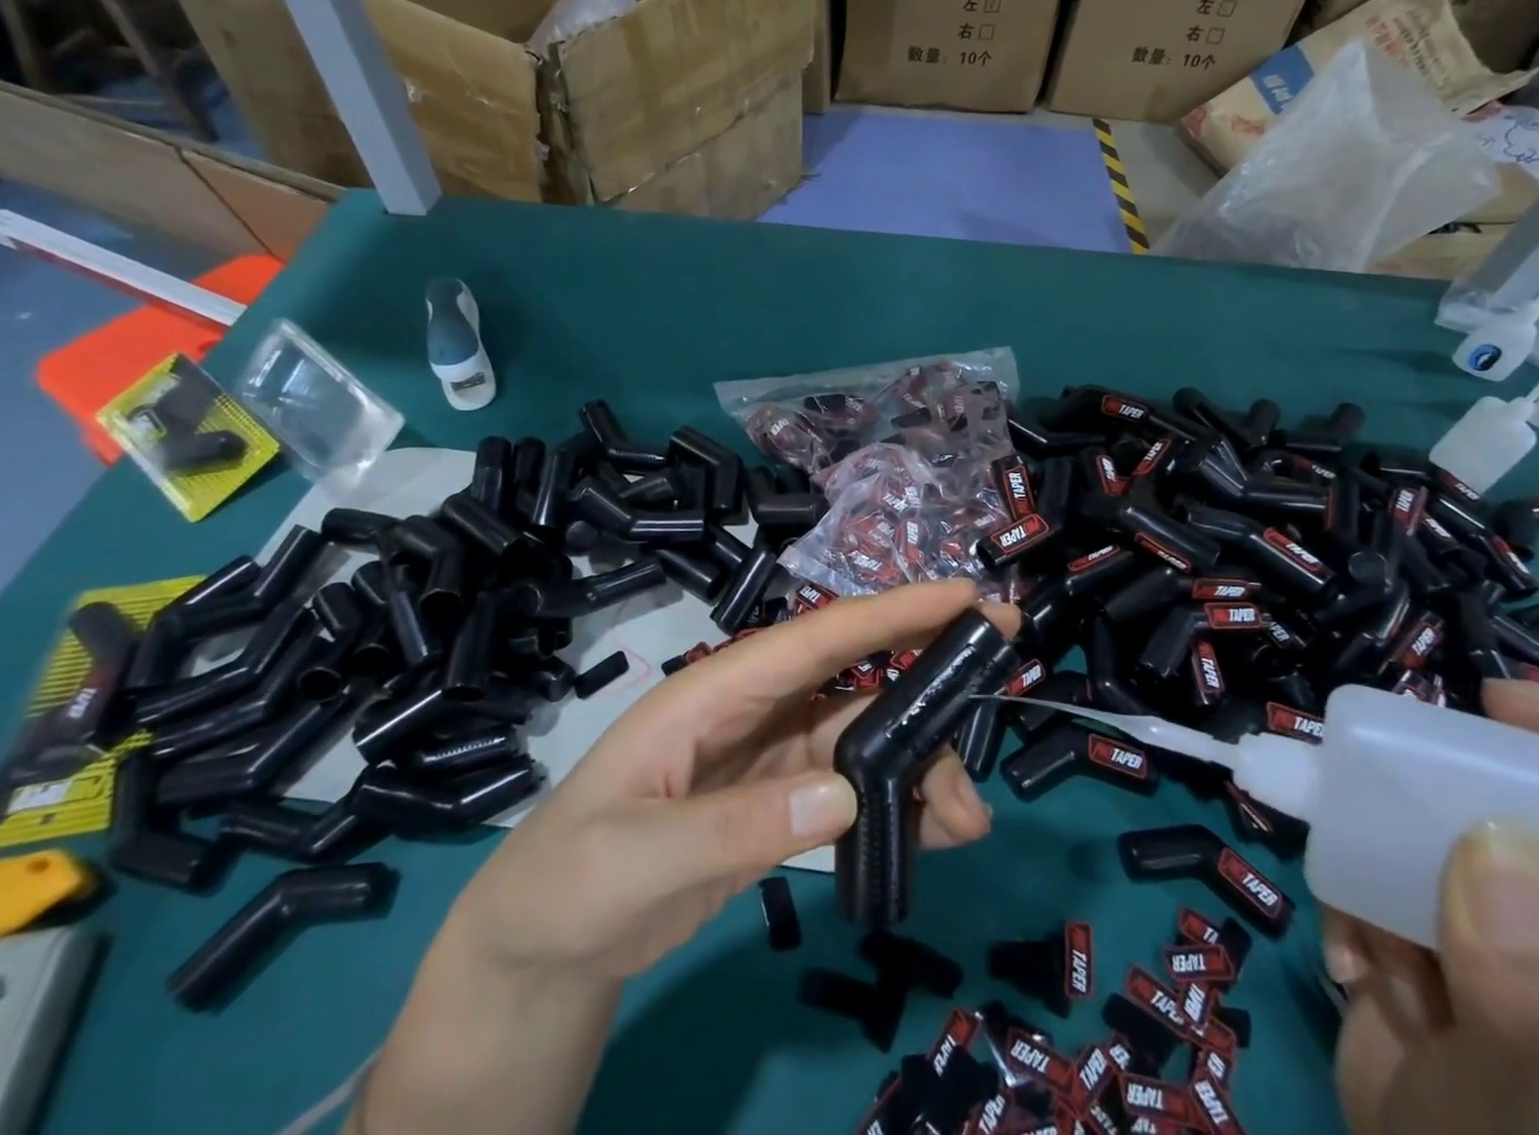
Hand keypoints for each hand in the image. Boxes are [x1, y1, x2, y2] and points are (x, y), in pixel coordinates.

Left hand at [455, 579, 1012, 983]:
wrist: (541, 943)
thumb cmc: (570, 879)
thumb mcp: (638, 857)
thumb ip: (738, 824)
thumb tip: (849, 791)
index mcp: (715, 690)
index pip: (815, 637)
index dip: (890, 611)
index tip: (962, 595)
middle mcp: (752, 708)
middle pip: (855, 683)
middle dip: (927, 682)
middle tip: (997, 689)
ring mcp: (769, 755)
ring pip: (864, 740)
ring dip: (920, 767)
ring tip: (968, 818)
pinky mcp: (778, 800)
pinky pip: (852, 790)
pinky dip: (896, 806)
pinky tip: (933, 833)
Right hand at [1324, 678, 1538, 1133]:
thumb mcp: (1524, 1116)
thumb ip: (1530, 1005)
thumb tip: (1498, 835)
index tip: (1509, 714)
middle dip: (1450, 809)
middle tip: (1389, 810)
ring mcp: (1524, 937)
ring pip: (1447, 833)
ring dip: (1388, 874)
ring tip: (1376, 950)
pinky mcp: (1447, 932)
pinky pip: (1388, 867)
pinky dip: (1357, 902)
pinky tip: (1358, 968)